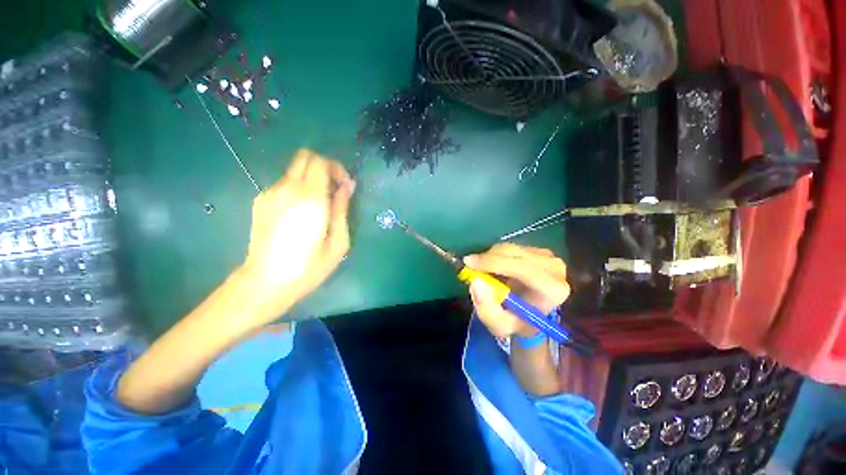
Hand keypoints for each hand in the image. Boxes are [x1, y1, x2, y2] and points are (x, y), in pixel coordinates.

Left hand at [237, 149, 354, 325]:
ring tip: (319, 205)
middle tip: (334, 190)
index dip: (337, 169)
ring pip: (295, 170)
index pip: (321, 162)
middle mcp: (287, 189)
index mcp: (310, 198)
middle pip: (305, 157)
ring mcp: (270, 193)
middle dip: (324, 167)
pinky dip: (298, 188)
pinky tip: (300, 213)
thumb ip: (342, 209)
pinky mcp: (260, 201)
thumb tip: (348, 186)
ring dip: (311, 179)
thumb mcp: (338, 241)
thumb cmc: (309, 266)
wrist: (265, 282)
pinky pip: (284, 183)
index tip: (345, 187)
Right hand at [463, 243, 569, 337]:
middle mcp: (555, 268)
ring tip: (483, 272)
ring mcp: (548, 256)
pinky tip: (494, 268)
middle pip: (514, 254)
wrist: (530, 314)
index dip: (493, 263)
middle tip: (469, 266)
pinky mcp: (539, 250)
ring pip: (509, 248)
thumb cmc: (517, 322)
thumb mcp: (499, 325)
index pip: (521, 268)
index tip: (468, 263)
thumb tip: (476, 281)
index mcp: (552, 290)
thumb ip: (486, 308)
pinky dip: (496, 255)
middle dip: (488, 259)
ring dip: (490, 257)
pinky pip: (510, 247)